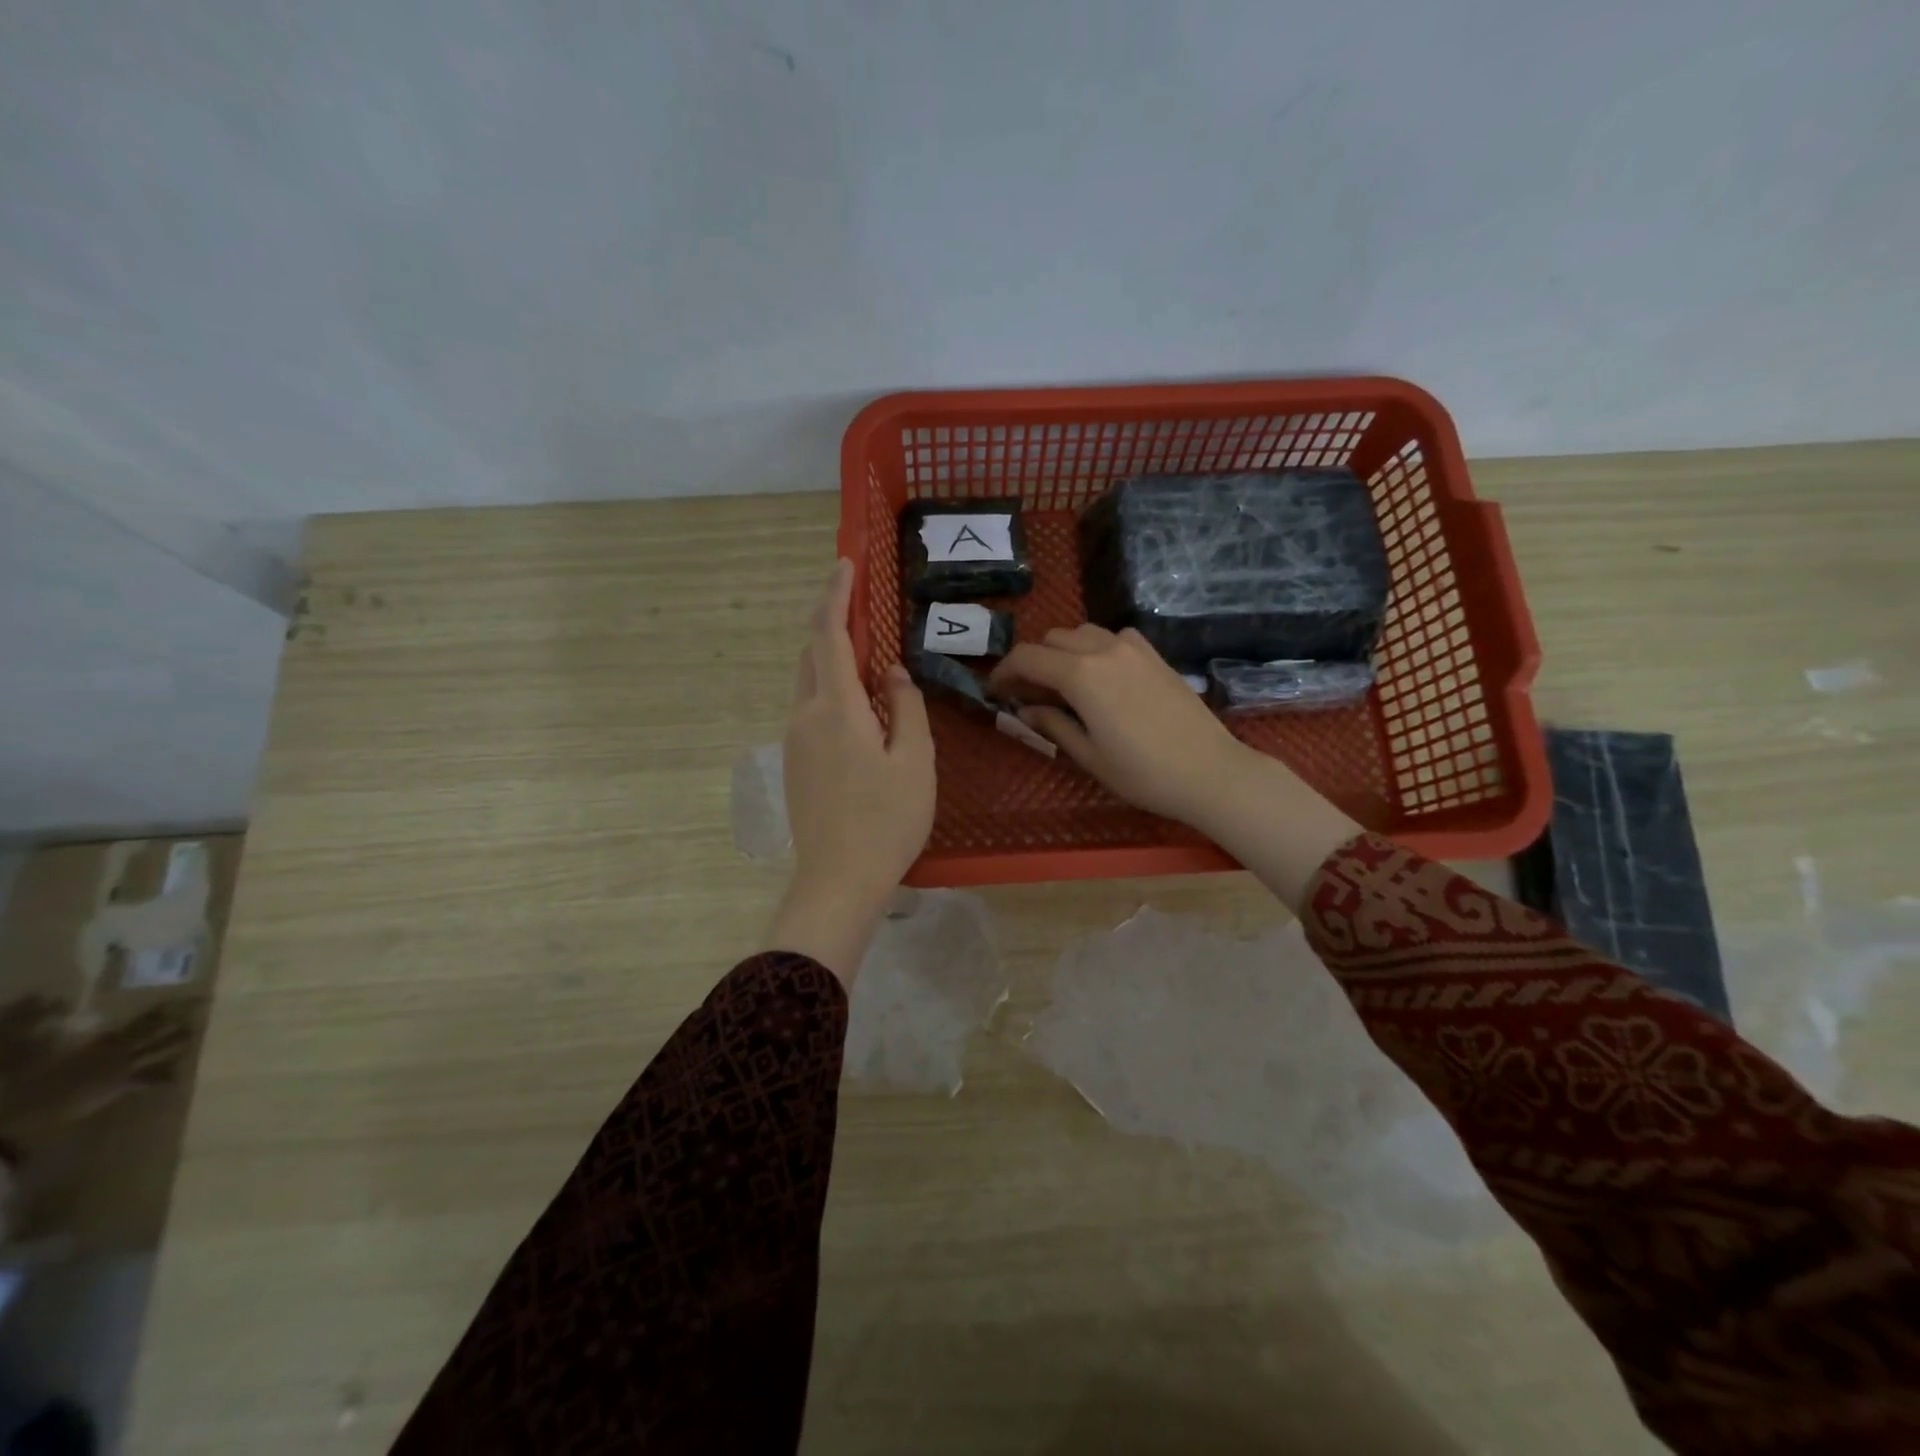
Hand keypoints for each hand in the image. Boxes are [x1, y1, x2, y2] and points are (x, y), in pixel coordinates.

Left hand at [767, 560, 935, 979]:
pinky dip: (833, 696)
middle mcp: (805, 716)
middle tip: (863, 615)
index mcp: (835, 708)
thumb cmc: (887, 819)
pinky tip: (863, 719)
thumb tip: (892, 675)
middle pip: (812, 656)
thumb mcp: (914, 760)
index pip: (829, 635)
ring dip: (835, 665)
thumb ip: (905, 707)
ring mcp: (794, 742)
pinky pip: (811, 713)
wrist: (838, 880)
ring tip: (873, 673)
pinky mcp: (795, 765)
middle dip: (833, 626)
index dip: (835, 595)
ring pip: (810, 686)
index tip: (845, 564)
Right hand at [987, 625, 1250, 826]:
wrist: (1210, 771)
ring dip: (1062, 652)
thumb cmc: (1143, 773)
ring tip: (1062, 685)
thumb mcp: (1088, 756)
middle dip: (1032, 662)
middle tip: (1028, 695)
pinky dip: (1093, 648)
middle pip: (1051, 639)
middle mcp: (1103, 649)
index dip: (1003, 672)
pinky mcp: (1153, 654)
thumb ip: (1052, 724)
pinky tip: (1100, 677)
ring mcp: (1132, 647)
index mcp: (1081, 675)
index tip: (995, 691)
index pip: (1026, 658)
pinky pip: (1112, 637)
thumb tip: (1025, 710)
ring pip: (1081, 632)